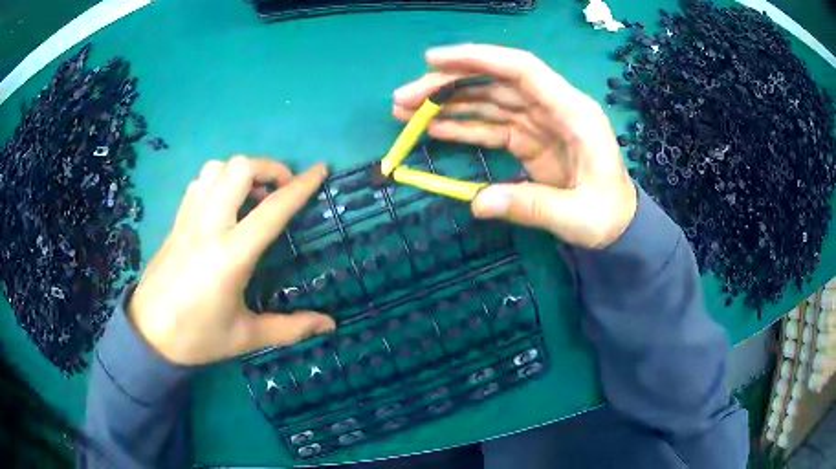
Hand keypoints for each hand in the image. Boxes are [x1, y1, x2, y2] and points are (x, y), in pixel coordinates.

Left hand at [129, 157, 335, 365]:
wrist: (148, 334)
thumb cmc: (197, 337)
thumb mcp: (247, 337)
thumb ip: (291, 328)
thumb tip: (330, 325)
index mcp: (230, 255)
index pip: (272, 209)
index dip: (301, 186)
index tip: (320, 170)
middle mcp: (208, 226)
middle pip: (240, 169)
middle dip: (269, 168)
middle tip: (281, 191)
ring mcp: (189, 219)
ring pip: (216, 168)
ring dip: (241, 172)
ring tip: (253, 196)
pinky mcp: (177, 221)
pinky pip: (200, 182)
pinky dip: (219, 180)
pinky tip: (225, 205)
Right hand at [393, 44, 636, 248]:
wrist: (618, 224)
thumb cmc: (607, 215)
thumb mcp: (578, 216)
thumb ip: (532, 207)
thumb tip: (478, 204)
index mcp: (573, 113)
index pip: (522, 70)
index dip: (478, 59)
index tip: (433, 60)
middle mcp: (553, 107)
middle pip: (495, 83)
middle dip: (447, 86)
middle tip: (403, 99)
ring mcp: (538, 122)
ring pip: (487, 101)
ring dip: (447, 104)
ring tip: (406, 112)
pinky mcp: (528, 139)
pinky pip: (490, 126)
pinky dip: (462, 126)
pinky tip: (434, 128)